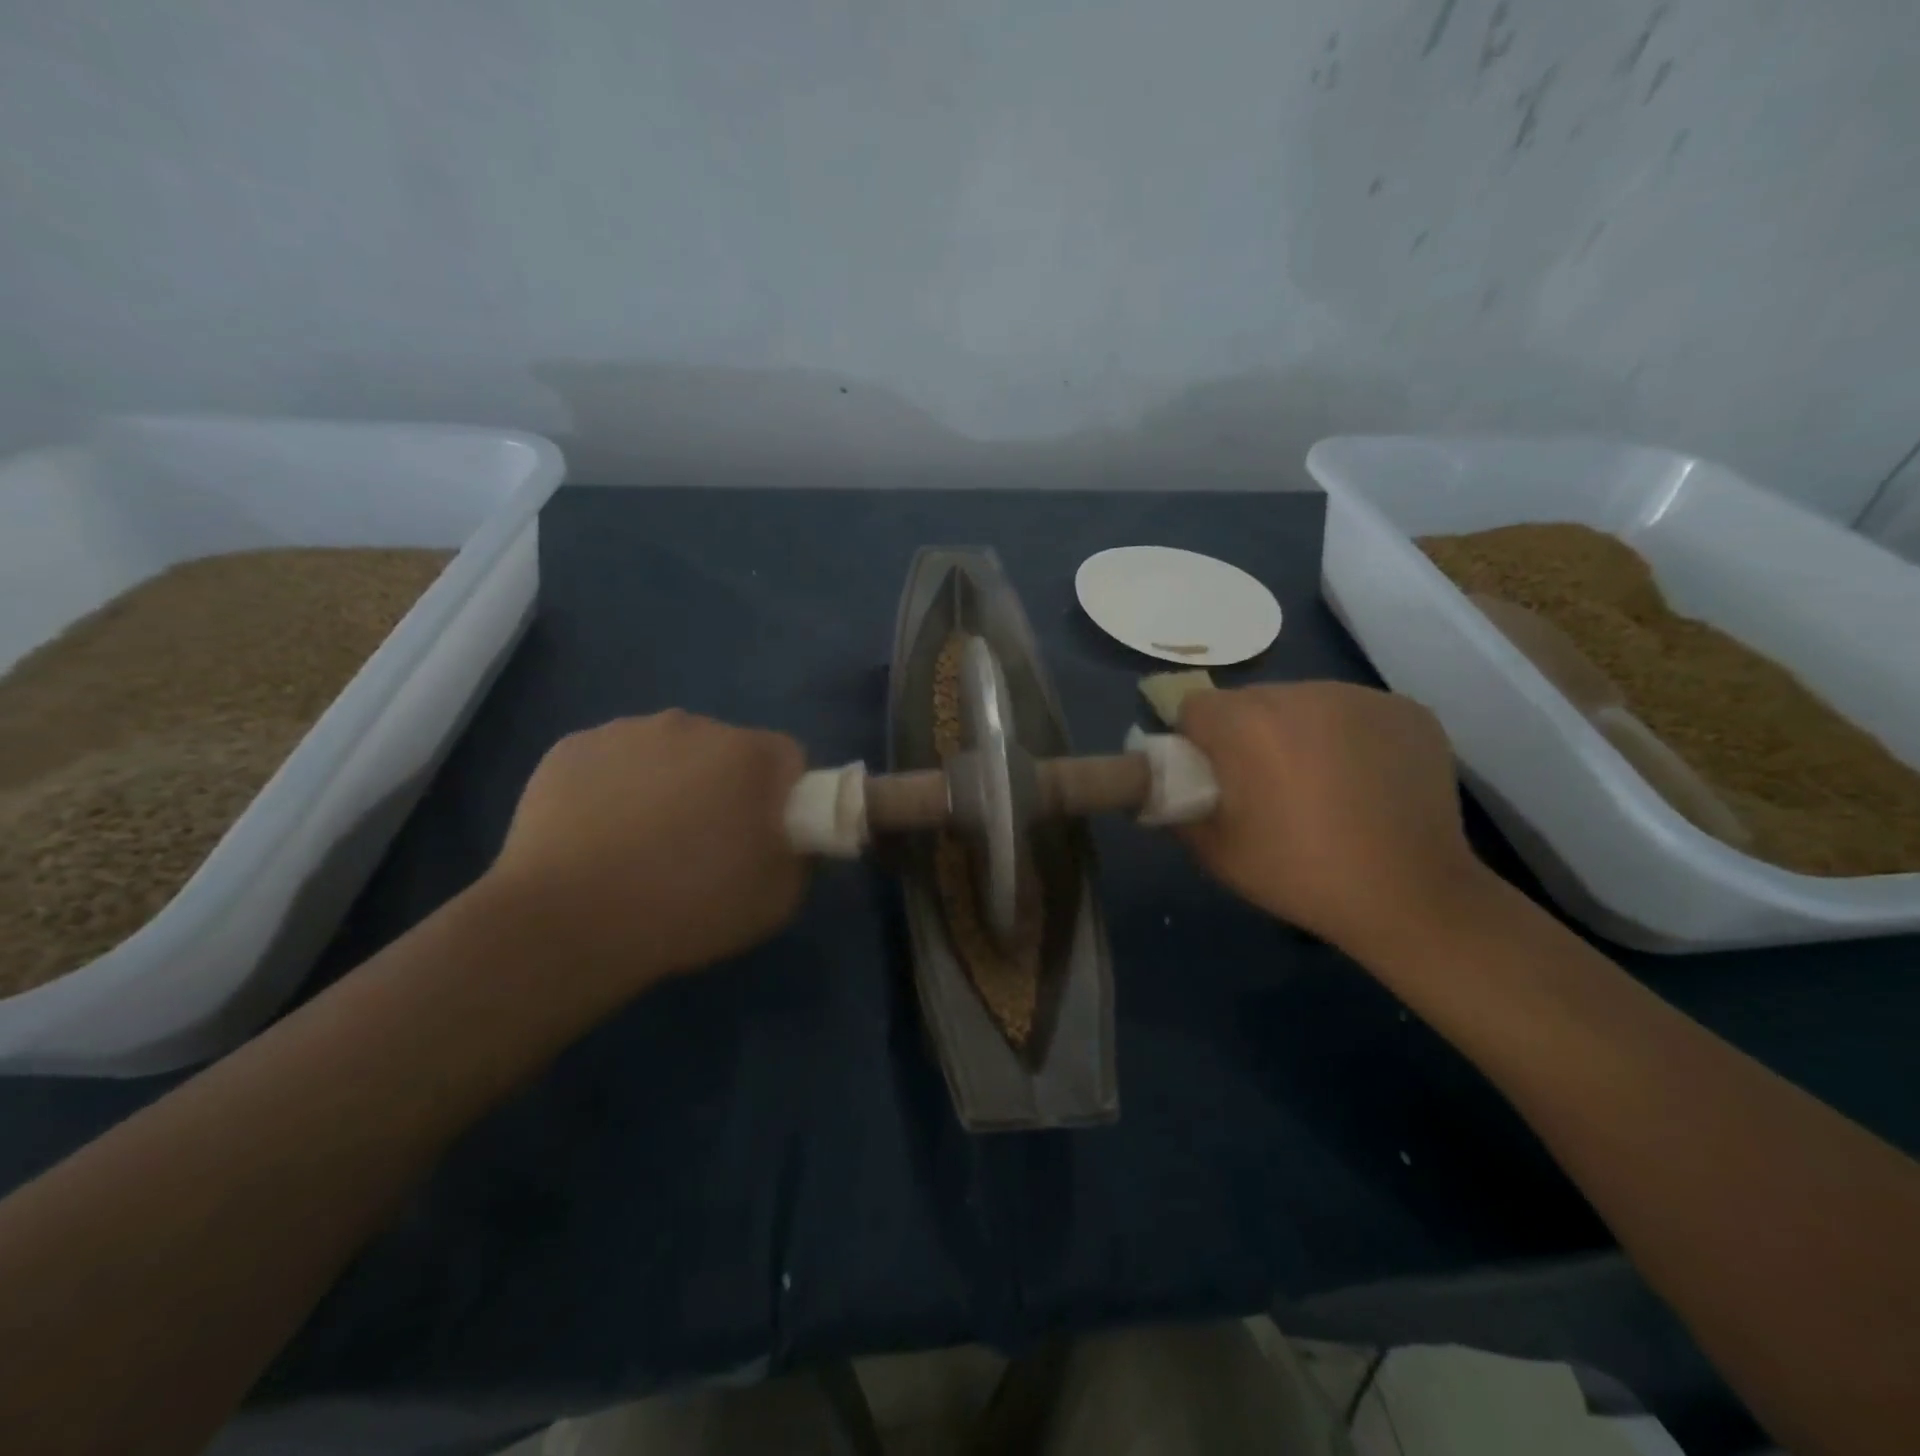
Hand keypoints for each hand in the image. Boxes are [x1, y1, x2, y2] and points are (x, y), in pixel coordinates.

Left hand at [481, 710, 807, 997]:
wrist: (566, 924)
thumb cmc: (687, 909)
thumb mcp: (778, 900)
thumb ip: (800, 855)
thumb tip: (790, 837)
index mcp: (749, 754)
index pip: (788, 758)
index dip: (784, 796)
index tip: (765, 834)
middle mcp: (692, 725)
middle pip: (726, 749)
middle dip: (725, 785)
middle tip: (704, 842)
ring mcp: (626, 731)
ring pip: (667, 750)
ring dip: (670, 781)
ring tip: (643, 841)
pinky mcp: (572, 747)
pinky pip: (614, 759)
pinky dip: (616, 785)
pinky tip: (599, 833)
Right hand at [1176, 683, 1488, 956]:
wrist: (1411, 896)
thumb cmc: (1300, 874)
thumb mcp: (1213, 850)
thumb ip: (1175, 804)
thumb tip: (1165, 782)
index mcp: (1246, 724)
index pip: (1195, 707)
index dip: (1196, 742)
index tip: (1214, 778)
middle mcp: (1300, 693)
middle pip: (1249, 701)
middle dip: (1246, 735)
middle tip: (1266, 788)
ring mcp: (1360, 696)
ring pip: (1303, 703)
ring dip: (1297, 733)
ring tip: (1320, 786)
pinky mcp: (1406, 709)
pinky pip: (1352, 711)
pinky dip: (1347, 737)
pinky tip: (1363, 781)